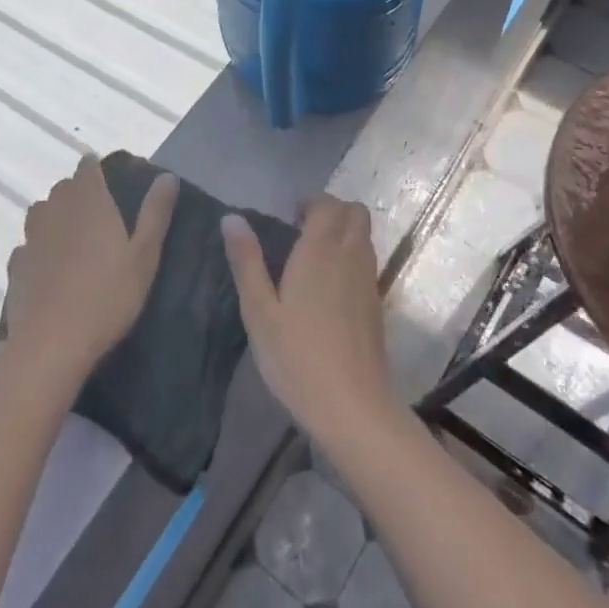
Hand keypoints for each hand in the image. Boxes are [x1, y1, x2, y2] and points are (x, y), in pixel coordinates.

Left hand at [5, 157, 177, 382]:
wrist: (51, 344)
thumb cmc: (107, 295)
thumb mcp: (144, 255)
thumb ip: (156, 213)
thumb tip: (167, 176)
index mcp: (88, 201)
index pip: (87, 167)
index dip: (96, 168)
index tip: (109, 180)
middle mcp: (55, 210)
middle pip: (63, 188)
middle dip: (78, 193)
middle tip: (100, 215)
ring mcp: (31, 237)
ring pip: (42, 213)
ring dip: (56, 217)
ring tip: (75, 239)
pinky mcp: (15, 266)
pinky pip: (29, 245)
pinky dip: (40, 248)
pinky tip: (51, 268)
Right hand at [221, 195, 396, 443]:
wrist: (352, 405)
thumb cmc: (297, 356)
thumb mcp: (259, 311)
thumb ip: (246, 261)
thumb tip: (231, 218)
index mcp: (320, 250)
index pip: (327, 204)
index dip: (311, 202)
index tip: (289, 216)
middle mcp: (350, 255)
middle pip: (354, 212)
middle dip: (332, 211)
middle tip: (302, 230)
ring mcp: (369, 279)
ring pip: (364, 236)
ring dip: (344, 232)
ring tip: (313, 257)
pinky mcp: (377, 303)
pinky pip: (367, 261)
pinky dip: (352, 256)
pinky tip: (329, 287)